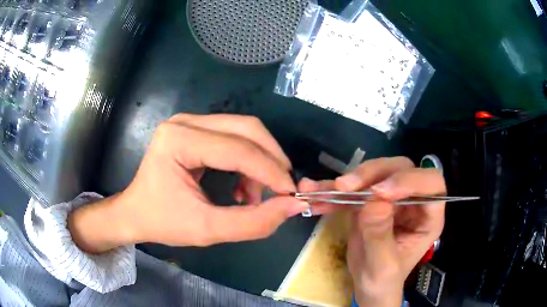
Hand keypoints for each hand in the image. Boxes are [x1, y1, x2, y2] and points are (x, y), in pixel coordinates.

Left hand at [68, 114, 307, 252]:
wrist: (135, 213)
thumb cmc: (162, 222)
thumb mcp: (207, 230)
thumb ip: (252, 222)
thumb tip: (292, 206)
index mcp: (178, 140)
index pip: (237, 149)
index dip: (270, 171)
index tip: (291, 194)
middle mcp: (185, 121)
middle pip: (246, 128)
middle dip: (271, 159)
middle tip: (282, 190)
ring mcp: (190, 122)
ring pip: (244, 130)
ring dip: (261, 161)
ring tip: (256, 195)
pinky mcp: (196, 129)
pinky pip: (234, 136)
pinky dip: (249, 160)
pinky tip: (244, 186)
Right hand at [299, 157, 445, 306]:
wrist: (368, 286)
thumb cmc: (383, 281)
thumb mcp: (382, 266)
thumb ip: (380, 237)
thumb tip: (374, 203)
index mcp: (428, 216)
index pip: (430, 183)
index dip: (408, 180)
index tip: (377, 192)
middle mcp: (413, 201)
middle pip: (400, 169)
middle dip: (372, 174)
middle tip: (344, 186)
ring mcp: (392, 198)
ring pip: (376, 172)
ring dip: (350, 179)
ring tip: (326, 190)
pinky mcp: (371, 200)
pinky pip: (354, 188)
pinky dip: (333, 190)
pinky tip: (314, 193)